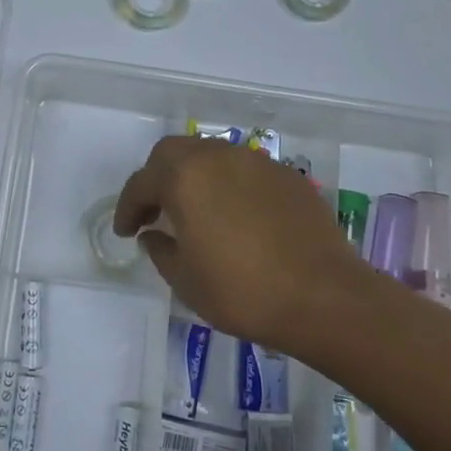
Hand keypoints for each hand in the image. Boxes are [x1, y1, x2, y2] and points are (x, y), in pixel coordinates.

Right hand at [114, 136, 368, 351]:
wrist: (324, 297)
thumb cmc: (243, 292)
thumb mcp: (186, 281)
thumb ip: (161, 250)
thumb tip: (153, 235)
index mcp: (185, 177)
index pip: (142, 182)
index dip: (128, 207)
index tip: (125, 231)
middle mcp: (218, 157)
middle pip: (174, 153)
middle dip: (157, 178)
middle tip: (155, 211)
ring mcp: (256, 162)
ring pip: (211, 155)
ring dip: (194, 177)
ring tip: (195, 211)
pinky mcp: (287, 176)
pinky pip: (244, 171)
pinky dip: (228, 185)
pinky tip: (236, 217)